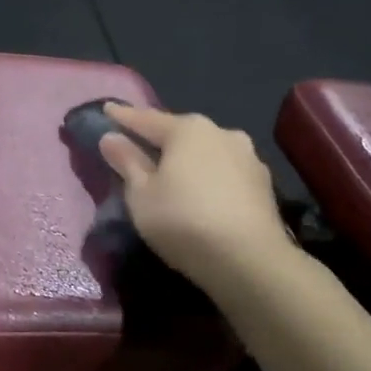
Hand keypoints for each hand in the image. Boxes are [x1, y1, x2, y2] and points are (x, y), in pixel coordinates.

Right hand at [98, 103, 297, 293]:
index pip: (146, 118)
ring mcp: (248, 158)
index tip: (107, 109)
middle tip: (138, 144)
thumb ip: (127, 161)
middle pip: (180, 132)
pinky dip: (207, 176)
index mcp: (188, 129)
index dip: (123, 116)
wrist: (250, 262)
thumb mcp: (141, 194)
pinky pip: (224, 172)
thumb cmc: (184, 220)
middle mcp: (221, 133)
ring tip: (171, 171)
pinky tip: (200, 191)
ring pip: (206, 151)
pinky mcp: (263, 185)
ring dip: (187, 158)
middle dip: (159, 137)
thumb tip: (111, 137)